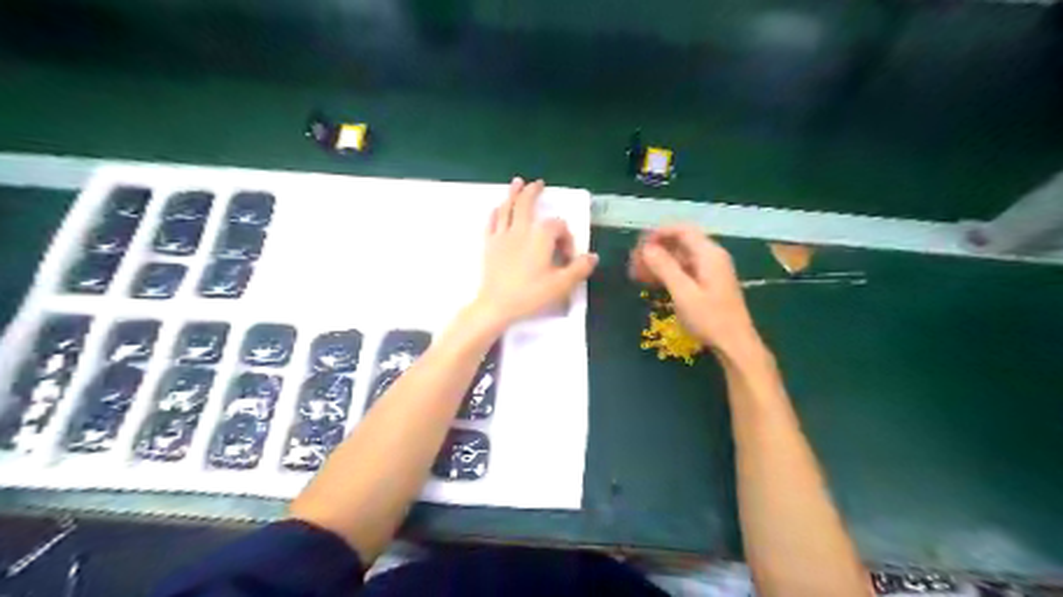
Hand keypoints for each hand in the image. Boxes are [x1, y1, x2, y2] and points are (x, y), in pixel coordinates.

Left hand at [472, 177, 596, 324]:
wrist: (496, 305)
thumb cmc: (530, 295)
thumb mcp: (561, 285)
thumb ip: (579, 269)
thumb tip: (592, 256)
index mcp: (540, 237)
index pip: (558, 227)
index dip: (566, 238)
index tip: (568, 258)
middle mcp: (521, 230)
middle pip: (526, 204)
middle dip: (533, 193)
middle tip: (539, 184)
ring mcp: (502, 236)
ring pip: (507, 209)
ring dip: (513, 194)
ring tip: (517, 182)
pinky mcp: (489, 246)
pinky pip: (492, 223)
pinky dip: (495, 213)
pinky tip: (496, 209)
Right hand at [624, 223, 760, 354]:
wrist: (735, 344)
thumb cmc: (710, 319)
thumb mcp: (683, 293)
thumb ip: (665, 268)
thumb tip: (646, 248)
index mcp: (709, 254)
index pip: (682, 230)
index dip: (658, 233)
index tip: (638, 245)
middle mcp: (712, 256)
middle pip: (680, 242)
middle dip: (656, 249)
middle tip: (634, 263)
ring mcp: (712, 270)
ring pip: (681, 257)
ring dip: (659, 262)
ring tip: (638, 274)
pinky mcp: (709, 283)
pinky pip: (685, 269)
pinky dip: (668, 273)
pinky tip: (654, 283)